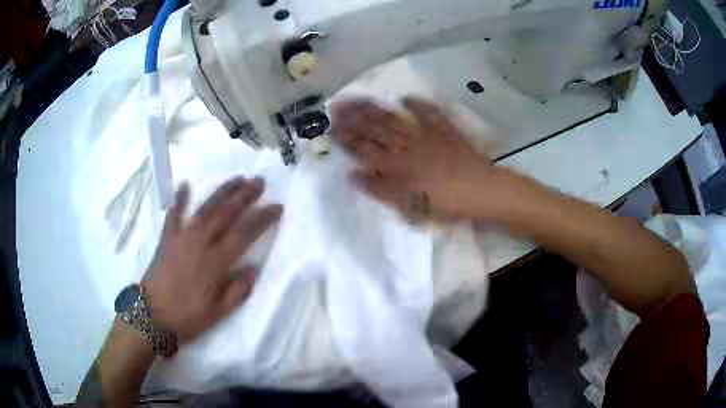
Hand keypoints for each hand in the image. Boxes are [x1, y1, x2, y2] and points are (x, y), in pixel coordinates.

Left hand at [142, 177, 281, 341]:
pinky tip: (185, 184)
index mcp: (215, 263)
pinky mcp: (167, 238)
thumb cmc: (187, 316)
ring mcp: (181, 237)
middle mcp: (200, 243)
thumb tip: (253, 269)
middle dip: (245, 196)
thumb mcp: (218, 313)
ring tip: (237, 178)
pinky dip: (179, 199)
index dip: (262, 218)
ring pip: (205, 208)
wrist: (152, 315)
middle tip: (259, 182)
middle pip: (226, 213)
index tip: (277, 207)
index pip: (244, 234)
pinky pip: (174, 214)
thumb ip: (237, 291)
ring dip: (222, 192)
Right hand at [331, 97, 542, 220]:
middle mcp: (406, 145)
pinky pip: (430, 114)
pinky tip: (405, 97)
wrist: (482, 192)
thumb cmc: (445, 205)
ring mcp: (426, 135)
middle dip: (353, 117)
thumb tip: (352, 175)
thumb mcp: (408, 207)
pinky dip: (418, 105)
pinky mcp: (446, 131)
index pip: (364, 149)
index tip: (330, 126)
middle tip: (336, 104)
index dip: (346, 137)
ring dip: (374, 108)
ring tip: (357, 98)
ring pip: (395, 119)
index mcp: (396, 166)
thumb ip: (379, 190)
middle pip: (375, 129)